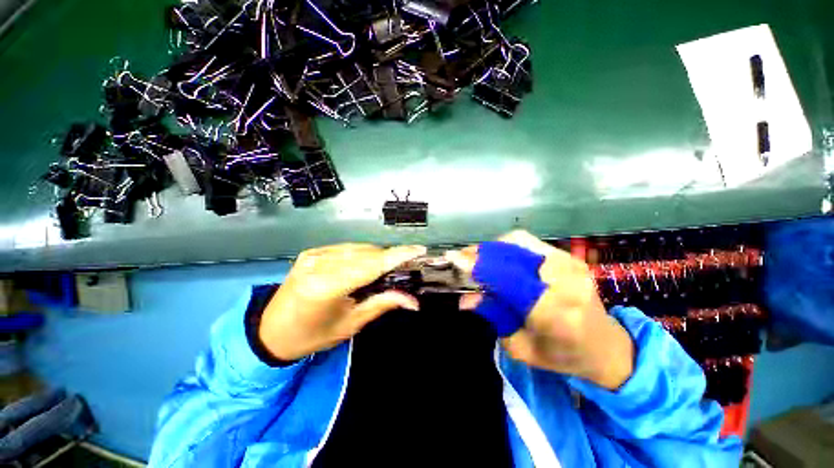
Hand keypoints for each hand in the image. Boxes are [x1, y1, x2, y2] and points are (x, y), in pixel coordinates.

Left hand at [259, 243, 426, 361]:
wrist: (270, 331)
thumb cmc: (312, 336)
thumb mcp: (350, 324)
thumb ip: (382, 304)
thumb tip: (413, 301)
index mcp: (326, 287)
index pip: (372, 265)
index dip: (398, 256)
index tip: (419, 249)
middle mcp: (319, 264)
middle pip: (367, 253)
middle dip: (390, 258)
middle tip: (407, 265)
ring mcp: (313, 254)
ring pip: (358, 248)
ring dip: (377, 256)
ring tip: (388, 268)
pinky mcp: (311, 252)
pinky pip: (346, 248)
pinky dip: (362, 254)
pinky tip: (366, 265)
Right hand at [448, 231, 633, 389]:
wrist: (606, 346)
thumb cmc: (562, 355)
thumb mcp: (521, 348)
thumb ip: (493, 317)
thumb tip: (466, 299)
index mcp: (553, 313)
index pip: (507, 279)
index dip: (477, 266)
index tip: (453, 258)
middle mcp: (564, 281)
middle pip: (510, 253)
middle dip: (481, 253)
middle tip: (463, 259)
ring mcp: (570, 264)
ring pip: (518, 241)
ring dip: (493, 248)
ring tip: (478, 258)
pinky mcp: (570, 257)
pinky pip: (529, 243)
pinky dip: (507, 247)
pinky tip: (499, 258)